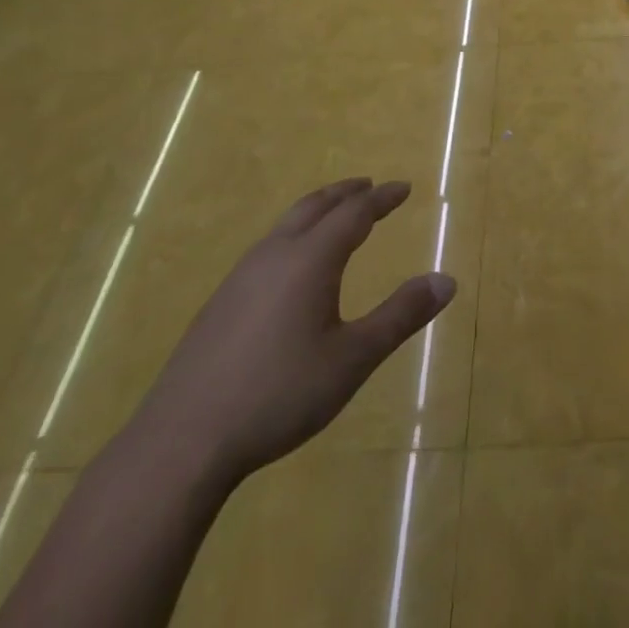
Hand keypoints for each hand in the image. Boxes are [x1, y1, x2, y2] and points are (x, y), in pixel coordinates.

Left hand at [133, 179, 453, 485]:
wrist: (181, 441)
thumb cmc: (278, 394)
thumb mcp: (352, 359)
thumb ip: (400, 316)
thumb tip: (446, 281)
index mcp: (310, 259)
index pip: (355, 213)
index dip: (382, 198)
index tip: (404, 188)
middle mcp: (275, 254)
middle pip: (315, 206)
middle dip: (346, 193)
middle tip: (369, 187)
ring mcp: (241, 276)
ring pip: (286, 224)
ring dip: (317, 211)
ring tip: (334, 218)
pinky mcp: (219, 302)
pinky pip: (267, 248)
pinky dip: (293, 235)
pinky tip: (291, 269)